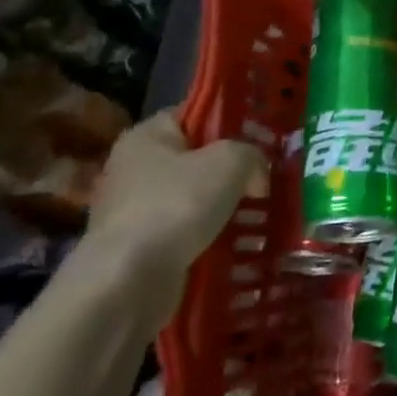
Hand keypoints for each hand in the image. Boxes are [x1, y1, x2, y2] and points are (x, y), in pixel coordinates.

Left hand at [80, 112, 264, 324]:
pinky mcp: (141, 246)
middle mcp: (134, 168)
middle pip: (197, 159)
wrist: (129, 280)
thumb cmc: (176, 205)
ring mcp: (134, 209)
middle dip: (233, 171)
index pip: (195, 115)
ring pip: (195, 198)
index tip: (263, 140)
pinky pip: (187, 231)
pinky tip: (239, 242)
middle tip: (267, 180)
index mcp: (147, 136)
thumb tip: (256, 175)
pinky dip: (211, 236)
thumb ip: (252, 154)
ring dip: (225, 207)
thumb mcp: (230, 161)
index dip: (231, 123)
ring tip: (261, 214)